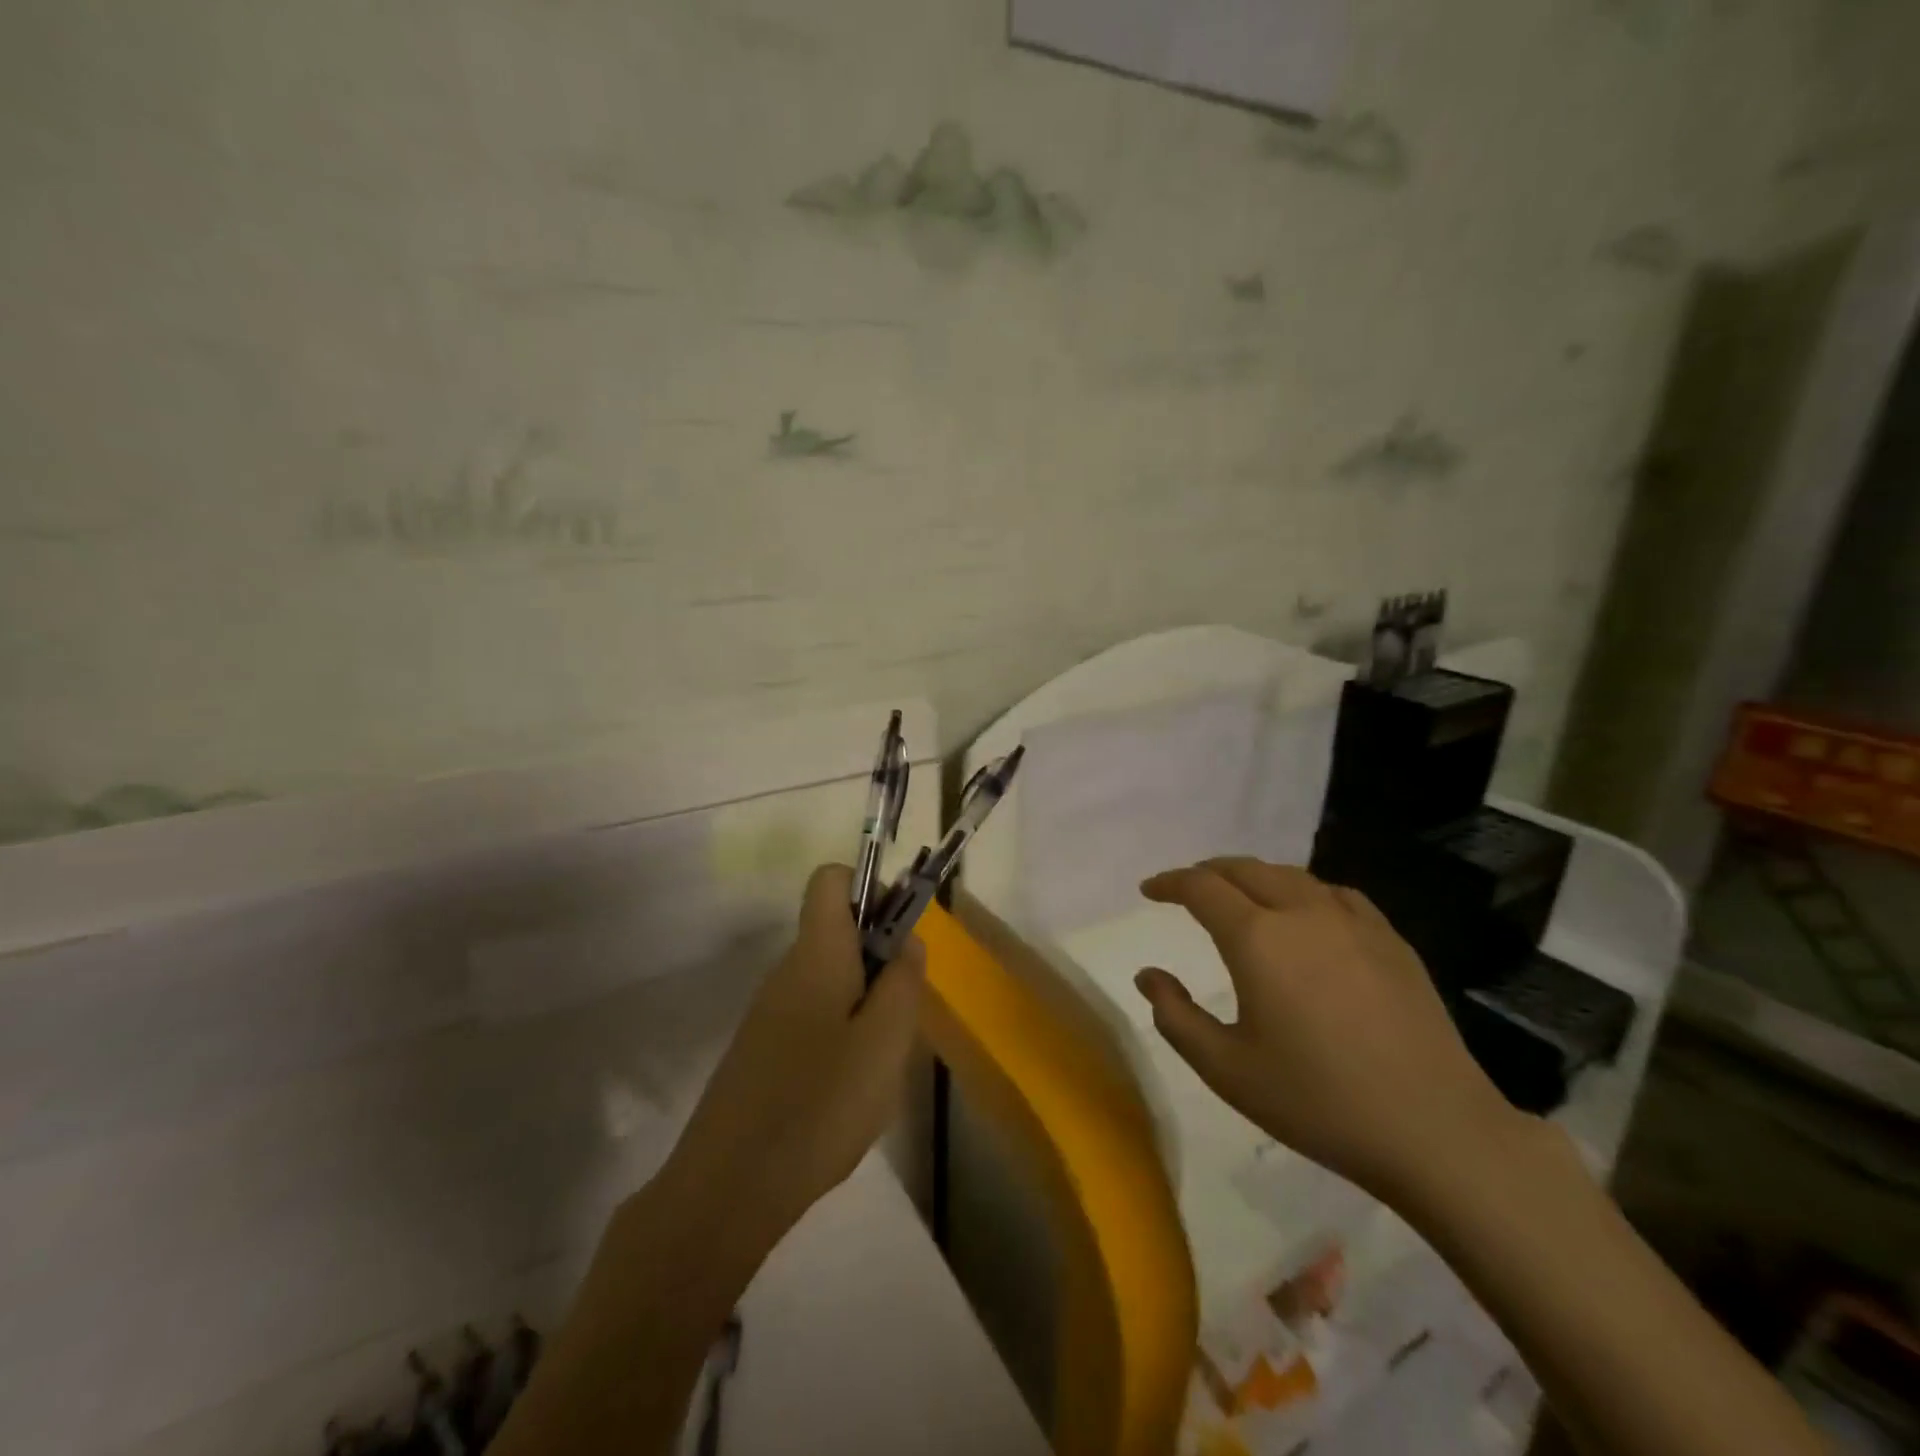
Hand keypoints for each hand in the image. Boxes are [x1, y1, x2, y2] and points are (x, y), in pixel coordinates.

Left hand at [657, 863, 926, 1252]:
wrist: (727, 1188)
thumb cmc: (819, 1103)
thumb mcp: (885, 1042)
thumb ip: (903, 982)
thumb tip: (908, 940)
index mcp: (817, 954)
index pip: (831, 880)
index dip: (870, 887)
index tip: (899, 934)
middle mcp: (787, 971)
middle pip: (838, 934)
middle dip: (879, 961)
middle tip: (900, 1019)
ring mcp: (769, 1013)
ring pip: (831, 982)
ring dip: (864, 1006)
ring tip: (878, 1065)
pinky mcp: (762, 1051)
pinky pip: (813, 1019)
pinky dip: (841, 1037)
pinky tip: (846, 1092)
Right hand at [1132, 857, 1523, 1202]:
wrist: (1436, 1129)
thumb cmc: (1318, 1101)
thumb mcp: (1226, 1069)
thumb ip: (1175, 1016)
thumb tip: (1148, 975)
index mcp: (1257, 939)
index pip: (1201, 887)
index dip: (1169, 882)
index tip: (1150, 891)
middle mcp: (1302, 913)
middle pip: (1245, 869)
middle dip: (1208, 873)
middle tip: (1188, 890)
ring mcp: (1353, 922)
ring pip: (1291, 876)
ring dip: (1254, 878)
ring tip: (1240, 897)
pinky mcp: (1390, 940)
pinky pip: (1335, 894)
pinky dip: (1304, 891)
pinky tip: (1308, 915)